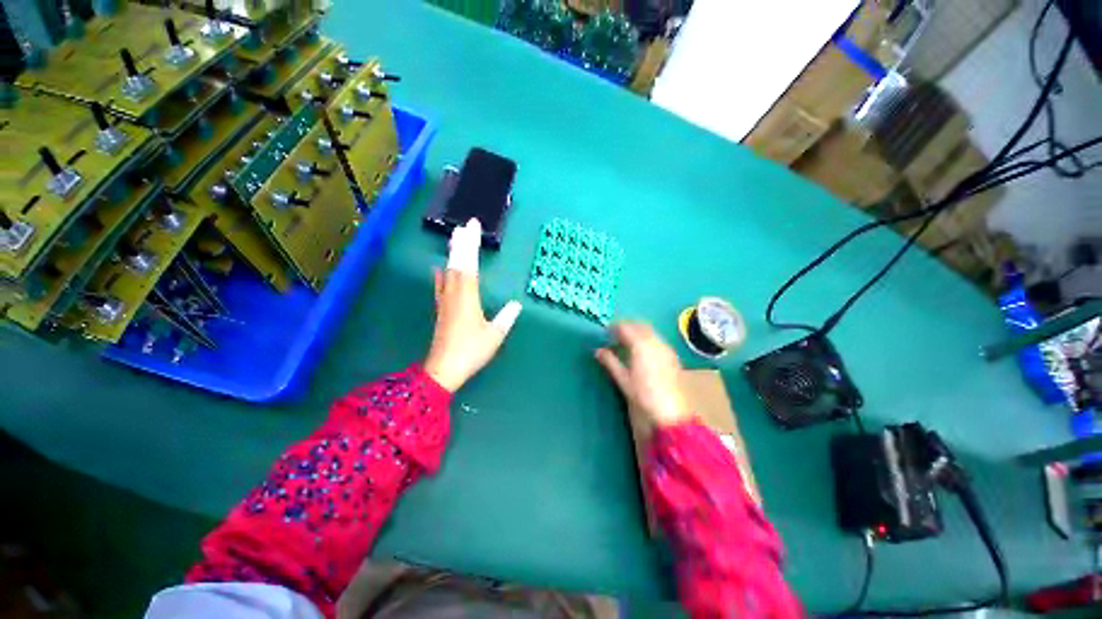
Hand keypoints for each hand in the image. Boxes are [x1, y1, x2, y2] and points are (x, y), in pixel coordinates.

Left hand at [424, 219, 521, 391]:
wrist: (444, 369)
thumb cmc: (471, 351)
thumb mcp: (495, 335)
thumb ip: (506, 318)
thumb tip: (516, 304)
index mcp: (467, 297)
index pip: (469, 265)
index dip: (471, 245)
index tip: (473, 227)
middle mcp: (454, 294)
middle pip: (456, 263)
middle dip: (461, 243)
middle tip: (465, 225)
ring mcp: (445, 301)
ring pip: (448, 271)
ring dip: (452, 254)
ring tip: (454, 238)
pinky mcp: (442, 309)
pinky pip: (441, 285)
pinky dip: (442, 273)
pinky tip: (440, 269)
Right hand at [595, 322, 692, 428]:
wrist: (670, 413)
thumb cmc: (643, 396)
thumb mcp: (623, 379)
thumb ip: (610, 361)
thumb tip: (598, 351)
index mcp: (641, 345)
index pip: (626, 328)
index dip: (614, 327)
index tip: (606, 333)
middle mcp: (655, 342)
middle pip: (640, 326)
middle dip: (627, 327)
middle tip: (615, 336)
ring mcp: (666, 348)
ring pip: (650, 332)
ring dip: (638, 332)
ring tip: (627, 343)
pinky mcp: (672, 356)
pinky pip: (658, 340)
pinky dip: (648, 339)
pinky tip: (642, 352)